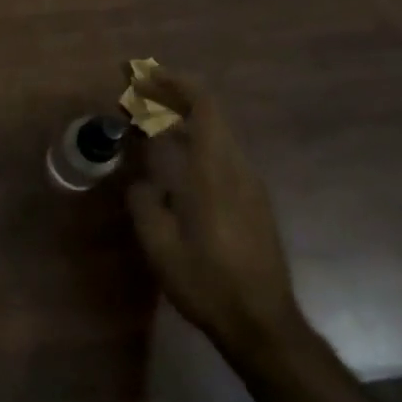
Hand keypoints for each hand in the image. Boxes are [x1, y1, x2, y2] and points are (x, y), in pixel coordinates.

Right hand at [127, 70, 305, 353]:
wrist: (263, 324)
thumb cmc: (208, 283)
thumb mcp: (161, 246)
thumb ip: (146, 205)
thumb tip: (143, 185)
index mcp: (215, 171)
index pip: (203, 106)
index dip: (174, 83)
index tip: (144, 77)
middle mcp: (238, 169)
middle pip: (210, 114)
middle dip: (174, 96)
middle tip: (138, 94)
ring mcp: (250, 186)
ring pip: (217, 135)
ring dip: (184, 120)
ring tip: (150, 122)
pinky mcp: (254, 203)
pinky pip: (222, 155)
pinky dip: (196, 142)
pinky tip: (175, 160)